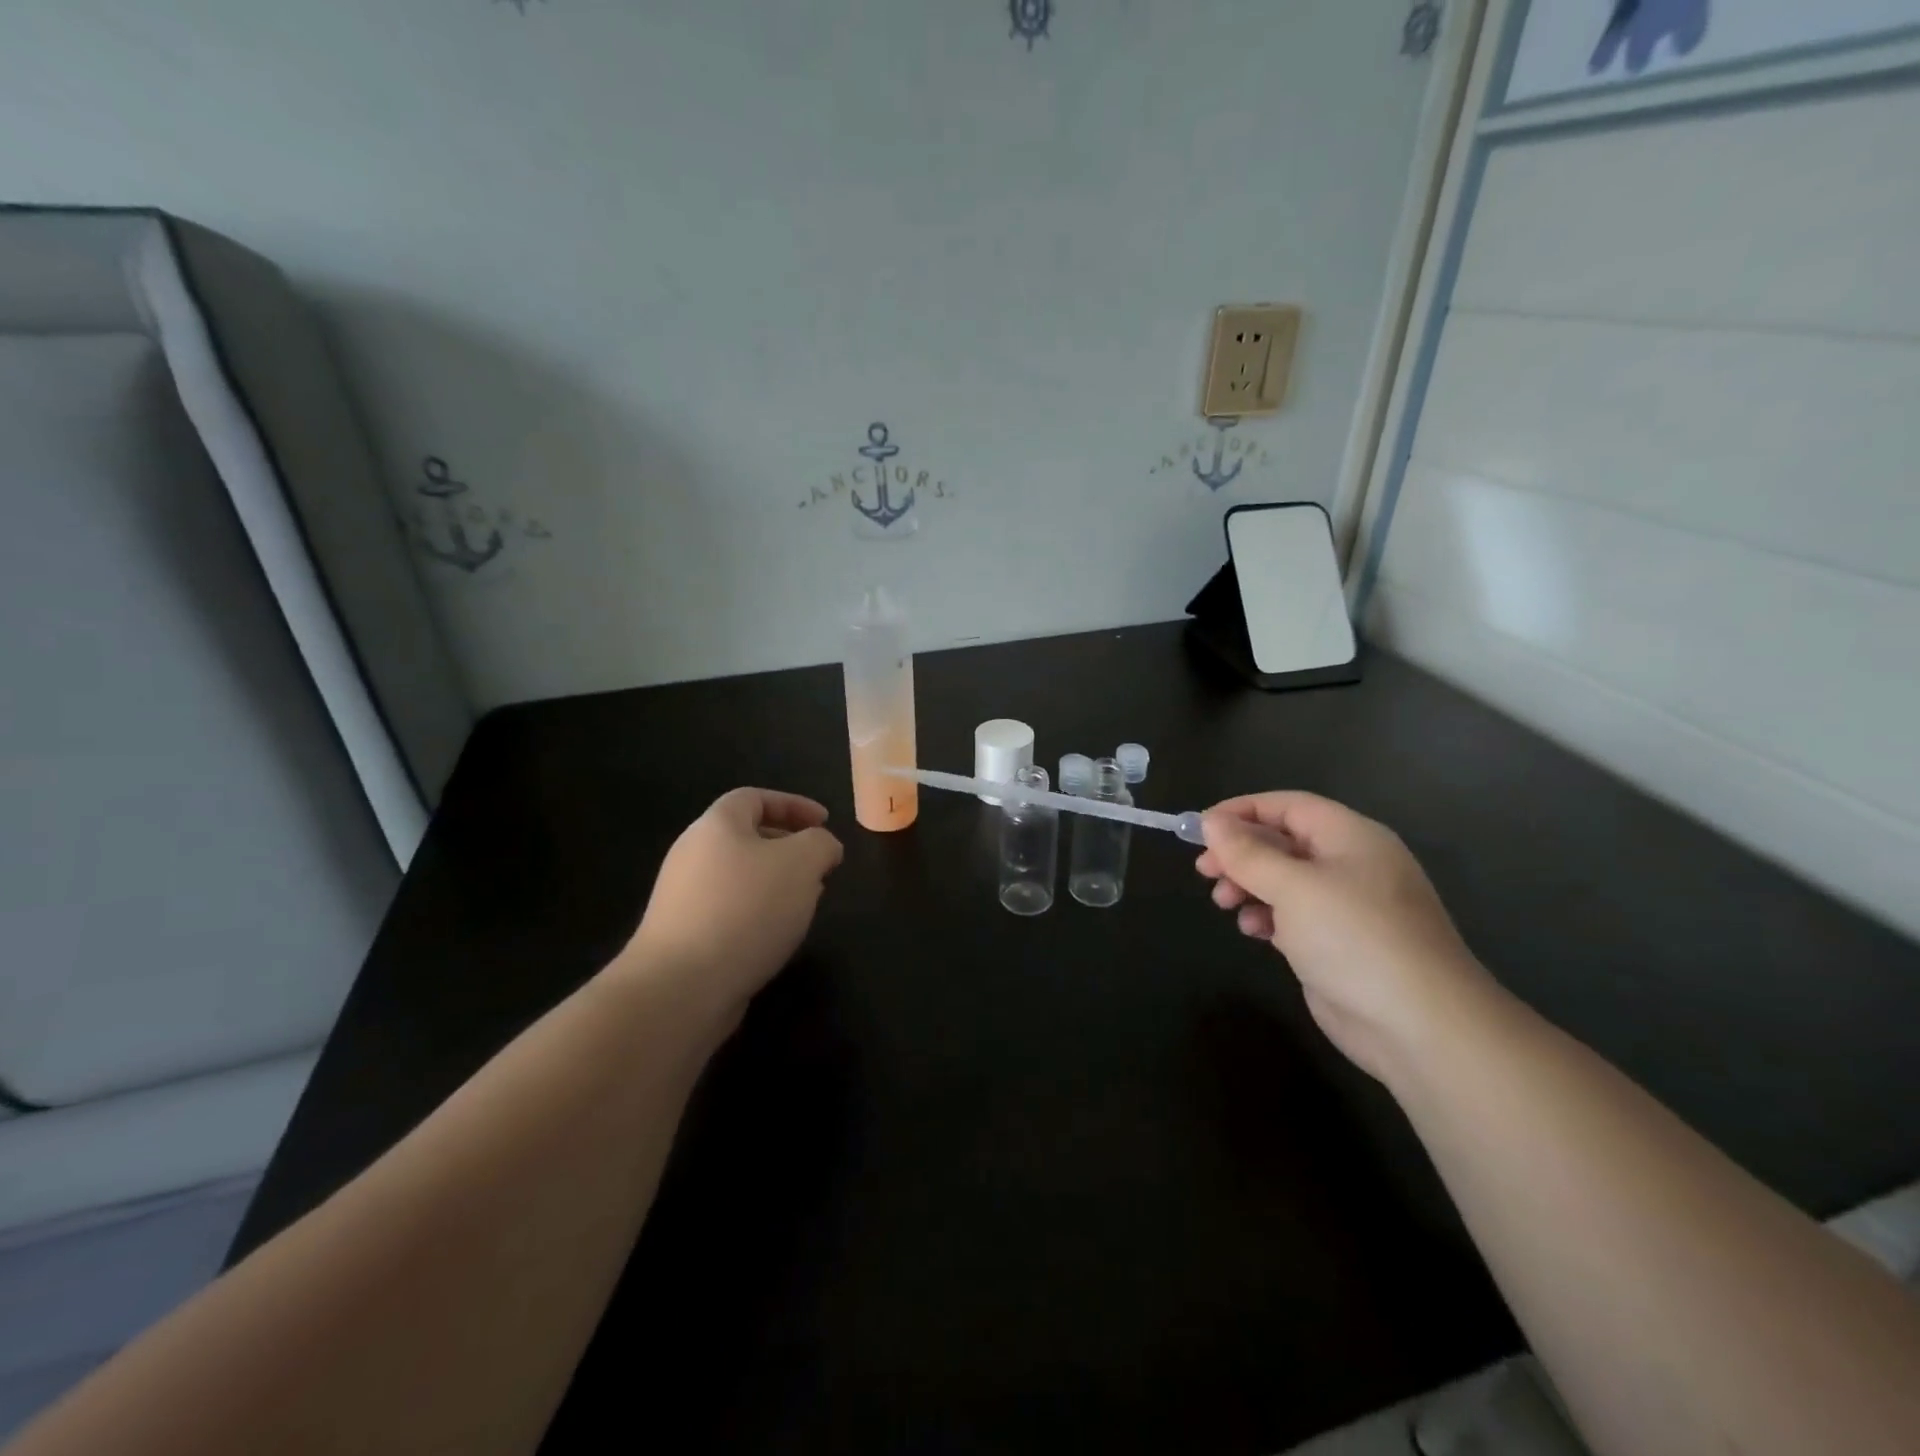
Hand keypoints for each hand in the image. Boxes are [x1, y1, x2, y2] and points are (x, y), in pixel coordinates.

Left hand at [620, 788, 843, 1027]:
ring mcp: (682, 896)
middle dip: (789, 847)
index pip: (755, 798)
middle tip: (819, 867)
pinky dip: (756, 913)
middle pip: (746, 836)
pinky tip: (775, 936)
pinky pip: (728, 909)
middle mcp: (692, 853)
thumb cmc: (746, 909)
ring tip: (804, 904)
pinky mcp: (682, 934)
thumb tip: (823, 847)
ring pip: (739, 876)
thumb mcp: (802, 863)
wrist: (679, 986)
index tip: (826, 823)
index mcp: (716, 825)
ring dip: (776, 883)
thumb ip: (821, 844)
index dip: (794, 804)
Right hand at [1197, 792, 1499, 1080]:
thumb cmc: (1354, 938)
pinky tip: (1253, 930)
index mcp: (1351, 837)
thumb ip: (1248, 853)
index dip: (1241, 811)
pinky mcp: (1339, 943)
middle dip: (1240, 853)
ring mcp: (1347, 906)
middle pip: (1283, 842)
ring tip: (1224, 903)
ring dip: (1248, 885)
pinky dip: (1267, 916)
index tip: (1200, 830)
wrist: (1420, 1026)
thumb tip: (1212, 823)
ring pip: (1284, 880)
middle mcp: (1350, 864)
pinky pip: (1294, 915)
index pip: (1287, 806)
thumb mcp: (1293, 887)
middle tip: (1204, 871)